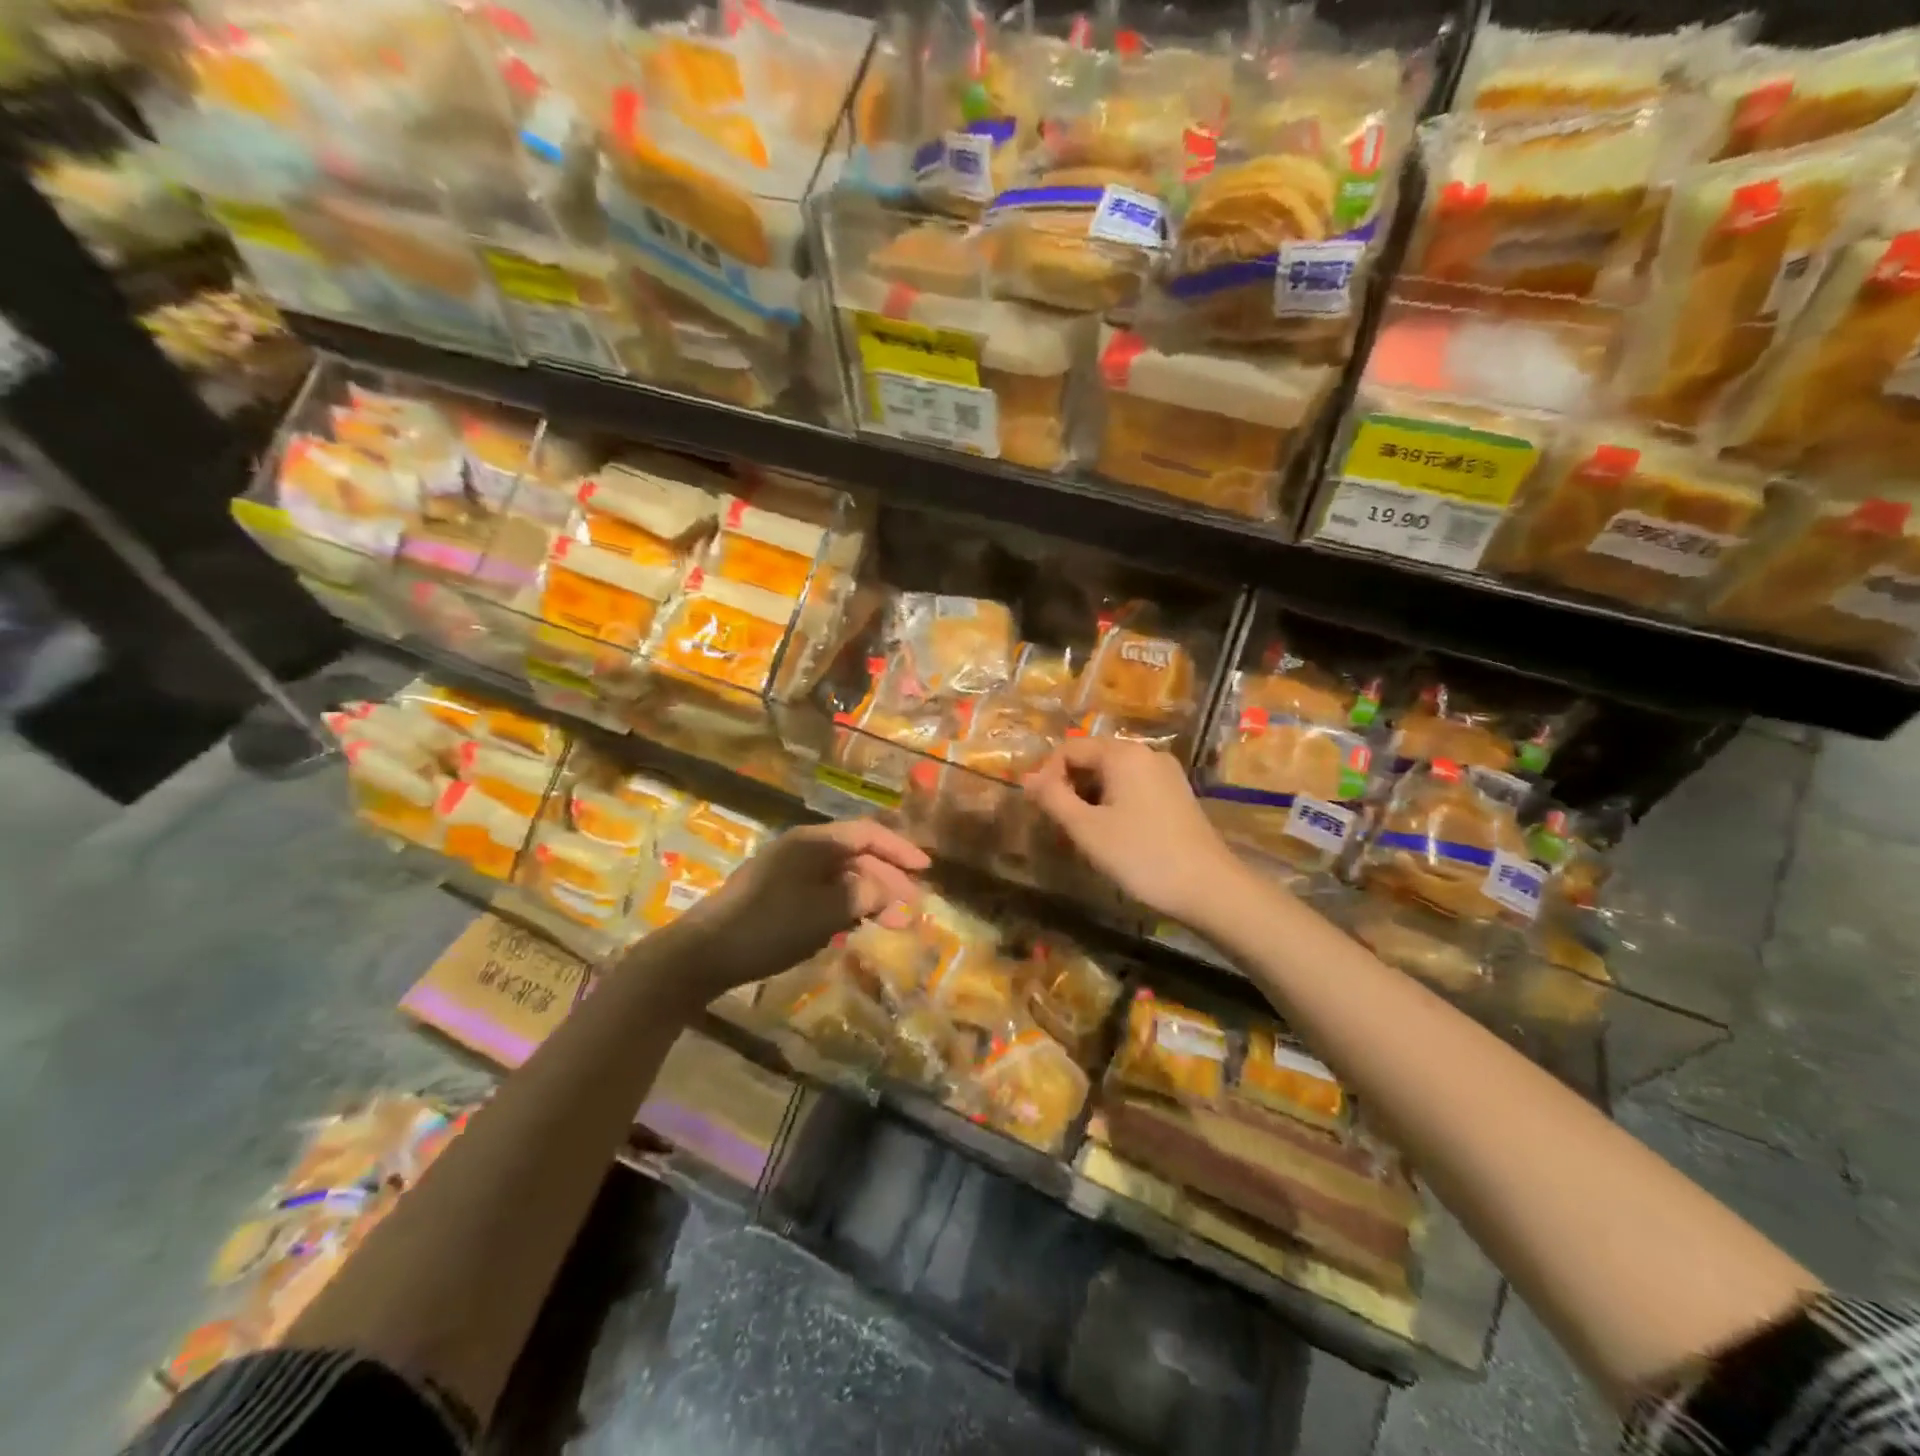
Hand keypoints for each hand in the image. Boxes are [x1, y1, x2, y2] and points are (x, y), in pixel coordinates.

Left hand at [677, 820, 929, 996]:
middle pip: (856, 855)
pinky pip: (822, 891)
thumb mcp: (825, 911)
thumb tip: (890, 891)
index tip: (926, 869)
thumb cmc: (768, 926)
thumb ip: (864, 895)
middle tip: (912, 908)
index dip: (900, 850)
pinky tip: (853, 926)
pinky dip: (844, 905)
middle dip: (887, 879)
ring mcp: (786, 871)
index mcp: (814, 842)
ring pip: (840, 876)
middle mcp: (801, 849)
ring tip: (890, 922)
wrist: (702, 953)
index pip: (868, 834)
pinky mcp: (776, 895)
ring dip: (867, 895)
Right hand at [1023, 738, 1241, 924]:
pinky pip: (1133, 787)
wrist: (1209, 888)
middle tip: (1063, 826)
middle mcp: (1146, 753)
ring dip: (1091, 798)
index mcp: (1123, 754)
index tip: (1042, 810)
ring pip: (1112, 775)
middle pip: (1092, 758)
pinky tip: (1115, 835)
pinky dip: (1114, 803)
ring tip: (1086, 835)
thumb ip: (1052, 798)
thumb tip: (1027, 778)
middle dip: (1070, 787)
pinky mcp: (1177, 794)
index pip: (1069, 748)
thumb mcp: (1086, 829)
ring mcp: (1166, 773)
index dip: (1047, 775)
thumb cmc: (1141, 855)